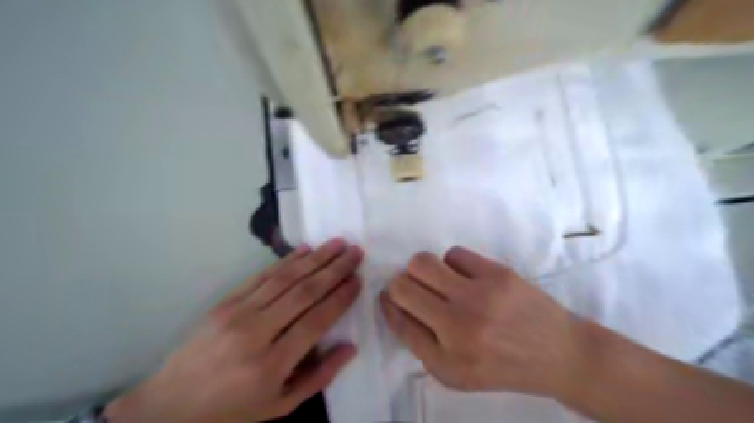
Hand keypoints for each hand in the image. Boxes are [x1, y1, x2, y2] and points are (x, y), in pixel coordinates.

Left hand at [107, 238, 362, 422]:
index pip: (316, 321)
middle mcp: (256, 333)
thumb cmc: (231, 411)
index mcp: (271, 364)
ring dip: (315, 258)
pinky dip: (286, 261)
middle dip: (334, 269)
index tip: (358, 280)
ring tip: (337, 243)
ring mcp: (238, 313)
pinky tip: (305, 250)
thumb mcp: (279, 406)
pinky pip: (261, 276)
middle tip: (355, 252)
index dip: (340, 298)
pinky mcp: (225, 302)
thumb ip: (319, 377)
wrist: (169, 407)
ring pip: (285, 278)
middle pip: (304, 293)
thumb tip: (351, 347)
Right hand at [381, 246, 584, 397]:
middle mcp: (459, 325)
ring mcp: (480, 295)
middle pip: (402, 285)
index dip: (389, 304)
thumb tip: (393, 303)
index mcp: (447, 357)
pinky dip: (452, 264)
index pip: (398, 319)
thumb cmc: (501, 366)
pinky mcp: (498, 273)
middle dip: (400, 284)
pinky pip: (454, 253)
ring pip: (423, 262)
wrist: (558, 353)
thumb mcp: (455, 373)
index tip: (391, 298)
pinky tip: (466, 277)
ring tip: (441, 282)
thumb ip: (418, 342)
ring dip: (423, 271)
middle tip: (416, 290)